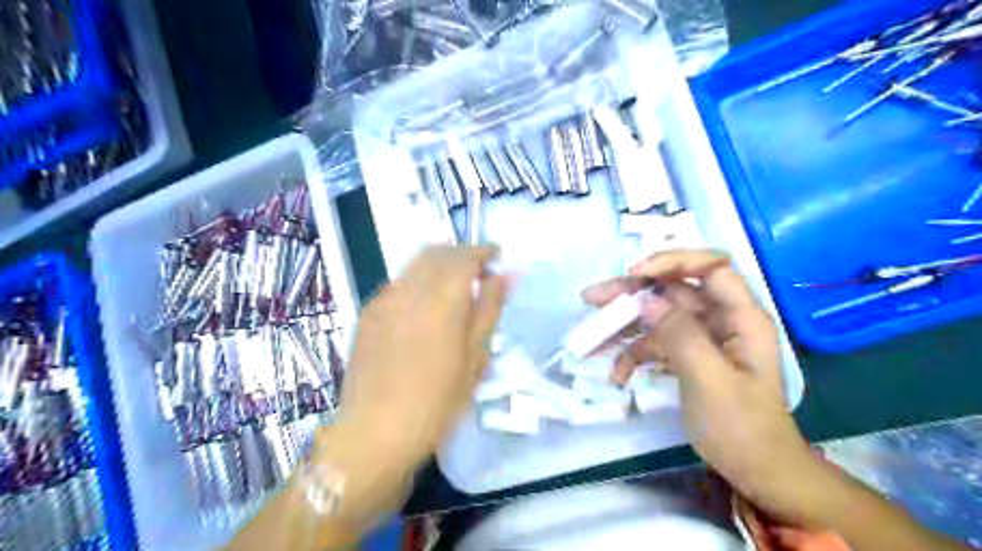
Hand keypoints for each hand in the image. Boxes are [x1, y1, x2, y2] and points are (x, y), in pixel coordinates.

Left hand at [337, 245, 510, 467]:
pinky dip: (418, 281)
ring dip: (438, 265)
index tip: (497, 255)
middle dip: (460, 253)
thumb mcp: (475, 359)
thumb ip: (489, 310)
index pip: (464, 256)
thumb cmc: (437, 402)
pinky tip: (425, 307)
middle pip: (436, 252)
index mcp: (441, 301)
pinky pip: (398, 283)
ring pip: (415, 265)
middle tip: (478, 270)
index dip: (483, 250)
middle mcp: (409, 291)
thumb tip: (504, 276)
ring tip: (454, 287)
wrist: (375, 433)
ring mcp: (384, 300)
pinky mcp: (368, 314)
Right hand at [586, 249, 822, 524]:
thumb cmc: (742, 427)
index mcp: (740, 317)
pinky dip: (633, 355)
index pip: (712, 267)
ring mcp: (701, 339)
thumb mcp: (710, 380)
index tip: (635, 274)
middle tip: (593, 298)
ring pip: (658, 316)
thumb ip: (680, 335)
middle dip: (633, 293)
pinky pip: (655, 344)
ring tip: (591, 336)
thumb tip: (646, 300)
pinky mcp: (687, 357)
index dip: (673, 261)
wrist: (756, 471)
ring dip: (624, 324)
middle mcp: (720, 320)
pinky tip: (615, 374)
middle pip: (674, 290)